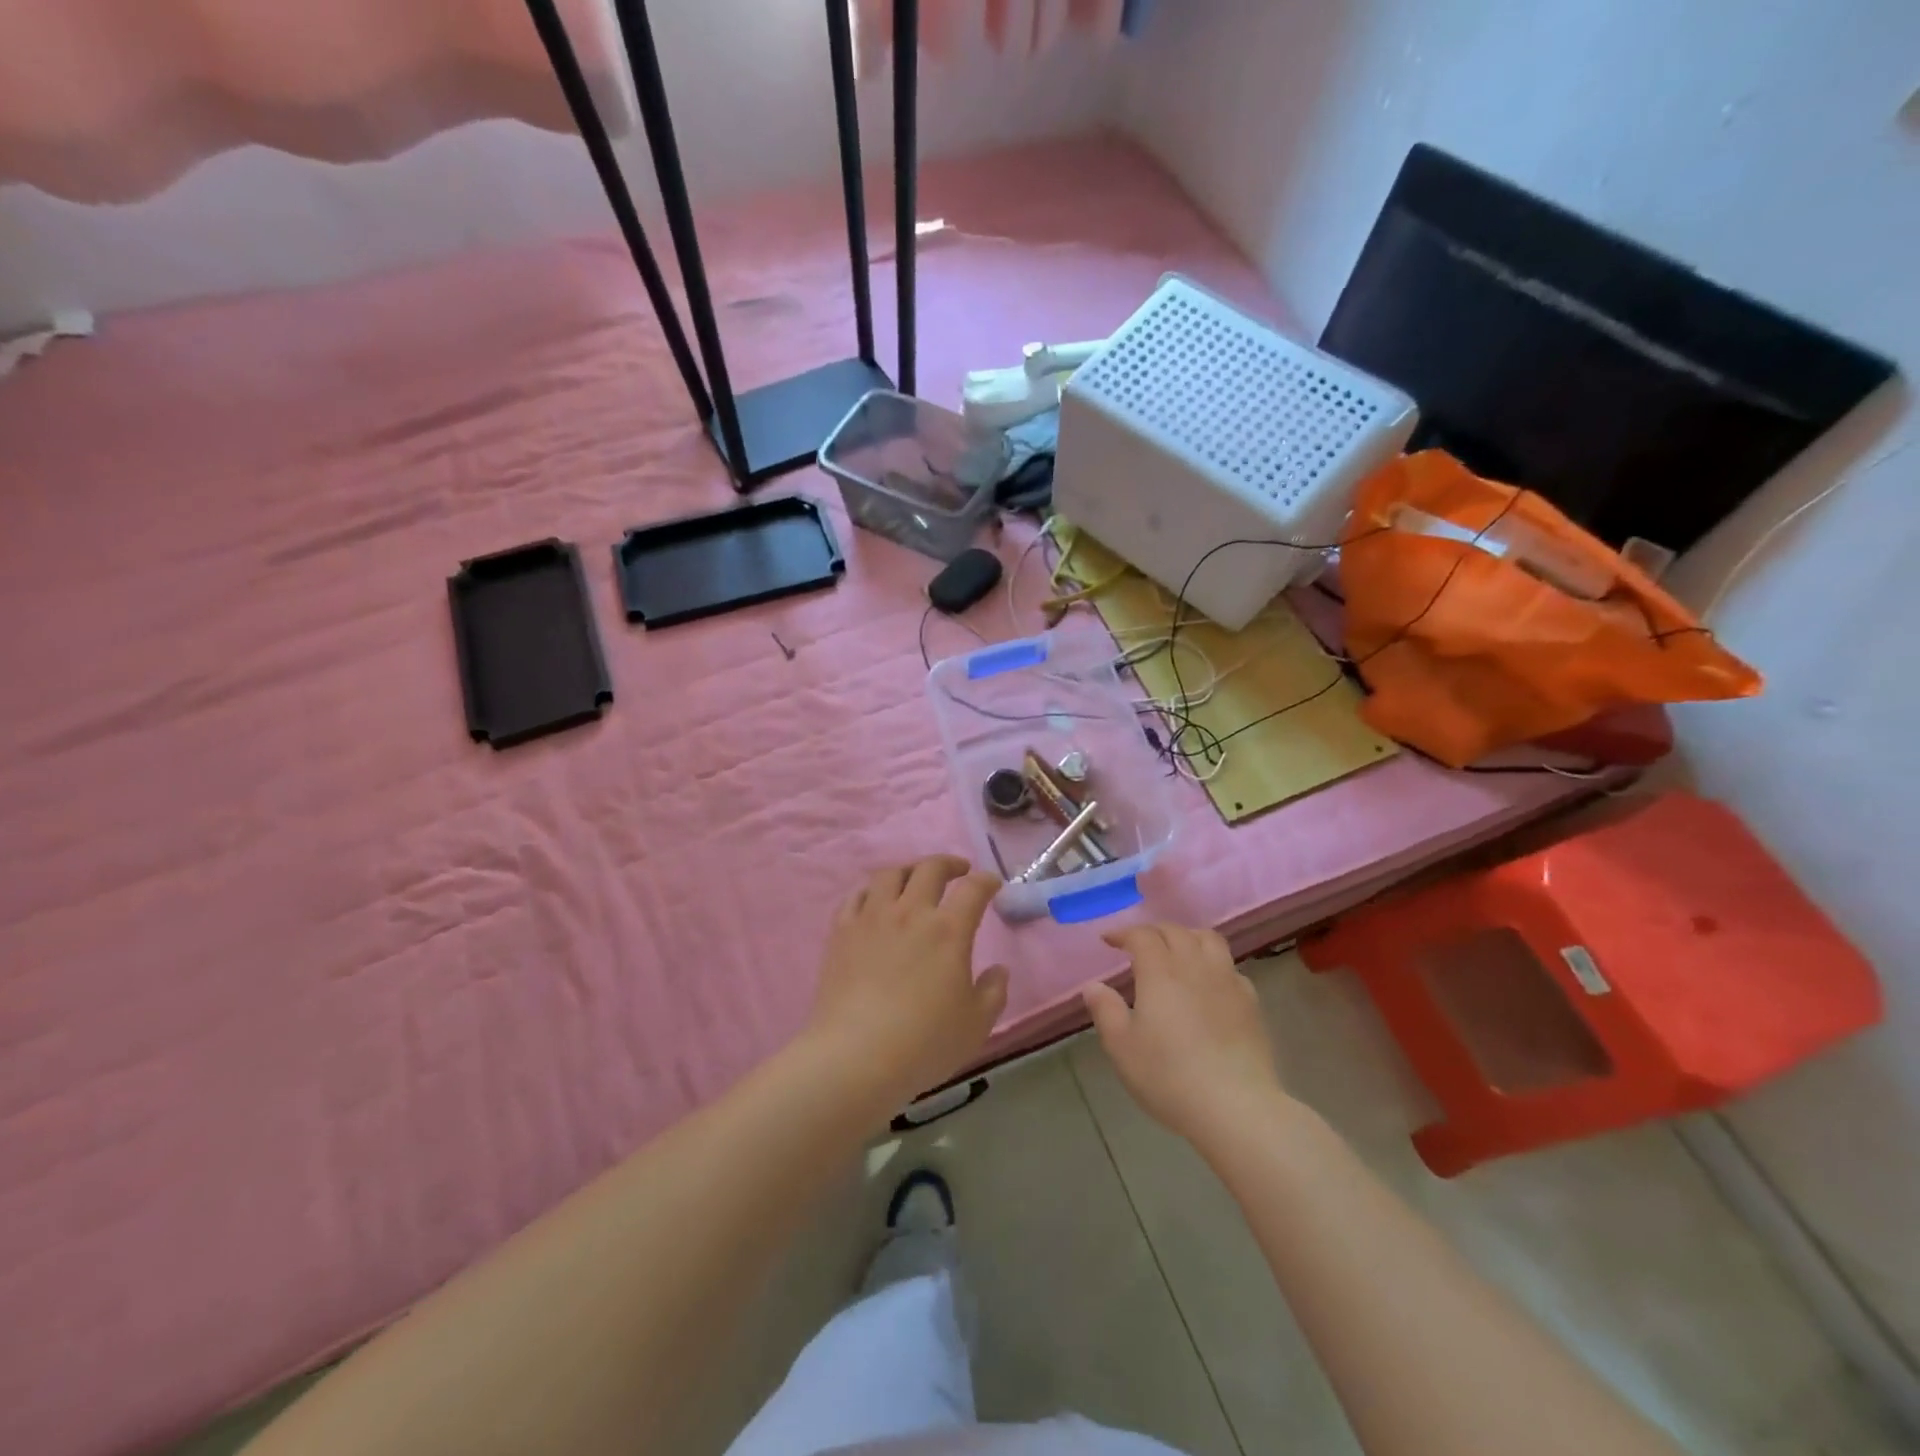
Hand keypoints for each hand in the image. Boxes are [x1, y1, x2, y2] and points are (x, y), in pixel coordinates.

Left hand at [807, 856, 1009, 1111]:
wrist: (855, 1056)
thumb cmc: (923, 1043)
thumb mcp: (975, 1025)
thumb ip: (993, 992)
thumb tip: (998, 969)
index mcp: (949, 930)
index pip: (973, 889)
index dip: (986, 881)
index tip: (992, 884)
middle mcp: (911, 912)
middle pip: (930, 869)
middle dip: (949, 863)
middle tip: (958, 871)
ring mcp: (872, 918)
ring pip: (890, 874)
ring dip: (908, 870)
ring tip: (915, 879)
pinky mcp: (841, 932)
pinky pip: (856, 896)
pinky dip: (871, 891)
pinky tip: (874, 900)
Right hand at [1083, 924, 1287, 1145]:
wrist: (1235, 1107)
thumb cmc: (1169, 1076)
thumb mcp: (1122, 1048)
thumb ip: (1105, 1011)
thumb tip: (1093, 985)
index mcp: (1160, 971)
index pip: (1141, 936)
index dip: (1123, 933)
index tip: (1109, 941)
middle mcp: (1195, 966)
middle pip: (1176, 931)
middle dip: (1153, 931)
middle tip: (1139, 944)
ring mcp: (1227, 981)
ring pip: (1209, 940)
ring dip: (1187, 937)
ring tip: (1176, 951)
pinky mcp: (1250, 1002)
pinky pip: (1230, 967)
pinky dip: (1213, 963)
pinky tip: (1208, 983)